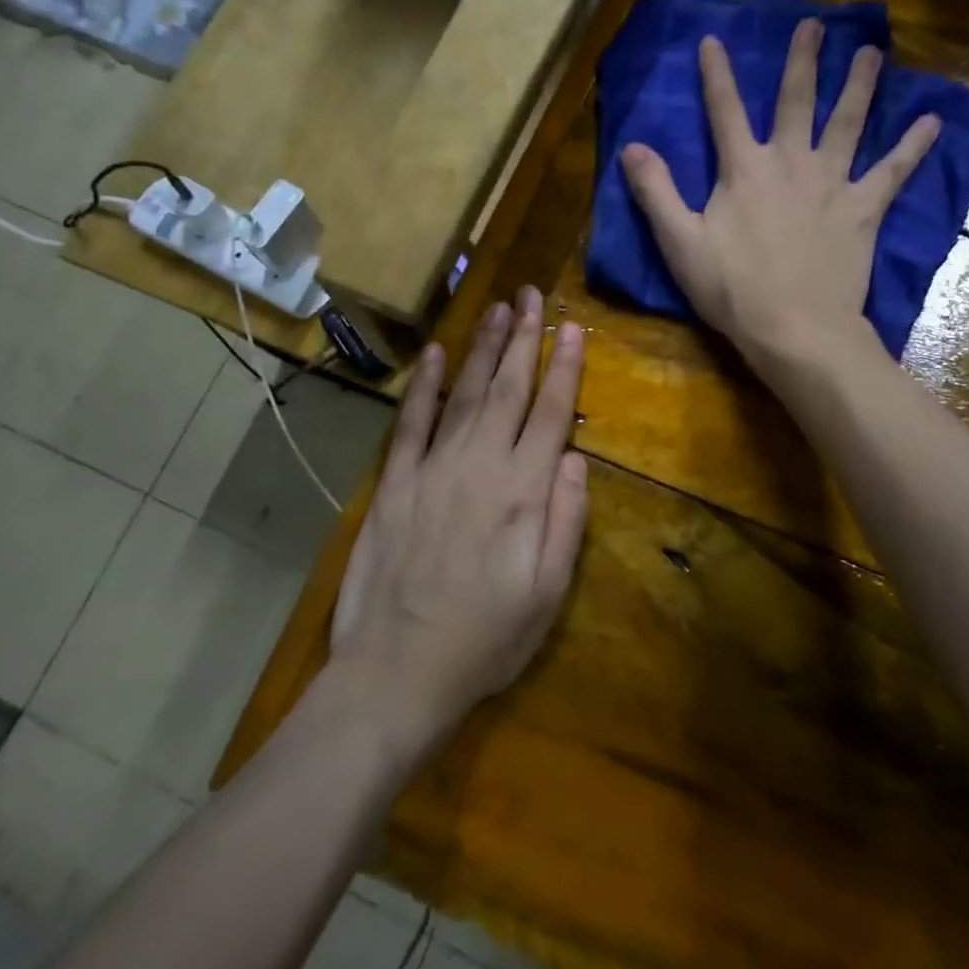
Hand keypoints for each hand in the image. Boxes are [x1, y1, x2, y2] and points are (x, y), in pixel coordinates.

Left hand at [330, 287, 586, 747]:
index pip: (550, 414)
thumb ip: (566, 520)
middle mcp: (479, 466)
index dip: (563, 368)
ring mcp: (432, 469)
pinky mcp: (394, 483)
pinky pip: (411, 423)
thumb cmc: (484, 640)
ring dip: (482, 348)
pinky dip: (424, 385)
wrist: (396, 673)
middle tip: (531, 295)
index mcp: (522, 493)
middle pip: (507, 389)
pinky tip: (435, 353)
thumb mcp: (547, 594)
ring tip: (497, 308)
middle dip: (522, 338)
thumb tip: (574, 457)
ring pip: (463, 394)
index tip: (571, 327)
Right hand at [621, 17, 938, 370]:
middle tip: (816, 25)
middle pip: (797, 102)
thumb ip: (656, 192)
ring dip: (860, 86)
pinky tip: (932, 122)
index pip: (725, 111)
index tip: (712, 39)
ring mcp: (832, 183)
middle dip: (803, 61)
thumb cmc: (731, 289)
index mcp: (744, 169)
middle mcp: (791, 162)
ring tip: (873, 53)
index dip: (716, 75)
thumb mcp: (679, 242)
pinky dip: (913, 147)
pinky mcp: (863, 209)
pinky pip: (892, 171)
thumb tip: (631, 146)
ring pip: (848, 123)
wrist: (794, 327)